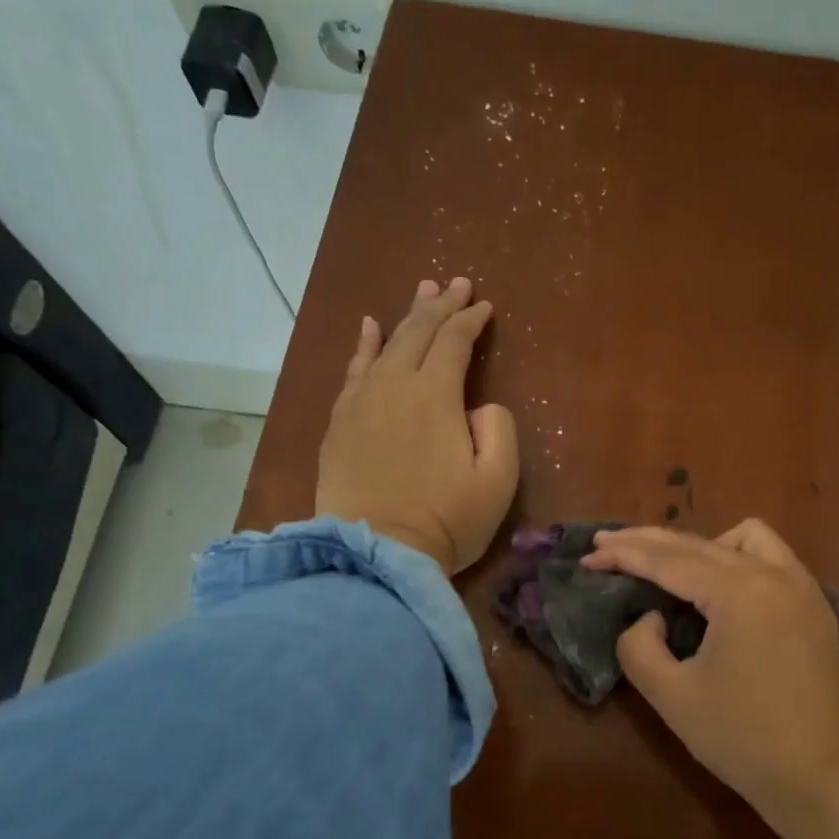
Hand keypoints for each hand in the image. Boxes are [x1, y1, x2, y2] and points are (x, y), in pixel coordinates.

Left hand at [316, 276, 517, 574]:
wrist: (375, 554)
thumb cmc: (445, 521)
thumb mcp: (497, 482)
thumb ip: (499, 431)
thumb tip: (481, 407)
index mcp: (435, 395)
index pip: (454, 342)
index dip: (471, 320)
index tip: (486, 306)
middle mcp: (394, 386)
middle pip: (418, 332)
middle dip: (440, 306)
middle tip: (456, 283)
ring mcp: (360, 402)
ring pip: (385, 344)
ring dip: (406, 316)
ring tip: (421, 292)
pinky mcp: (339, 423)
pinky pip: (353, 370)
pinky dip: (365, 345)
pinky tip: (369, 328)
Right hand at [582, 519, 838, 815]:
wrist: (816, 777)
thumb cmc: (739, 739)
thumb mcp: (671, 696)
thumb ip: (639, 646)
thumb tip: (650, 616)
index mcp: (740, 593)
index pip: (669, 561)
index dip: (624, 555)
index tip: (588, 554)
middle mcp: (775, 574)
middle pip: (700, 543)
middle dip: (649, 542)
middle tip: (606, 545)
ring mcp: (802, 586)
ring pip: (745, 537)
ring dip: (702, 545)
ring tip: (672, 570)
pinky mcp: (815, 605)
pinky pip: (774, 557)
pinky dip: (739, 558)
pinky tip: (721, 586)